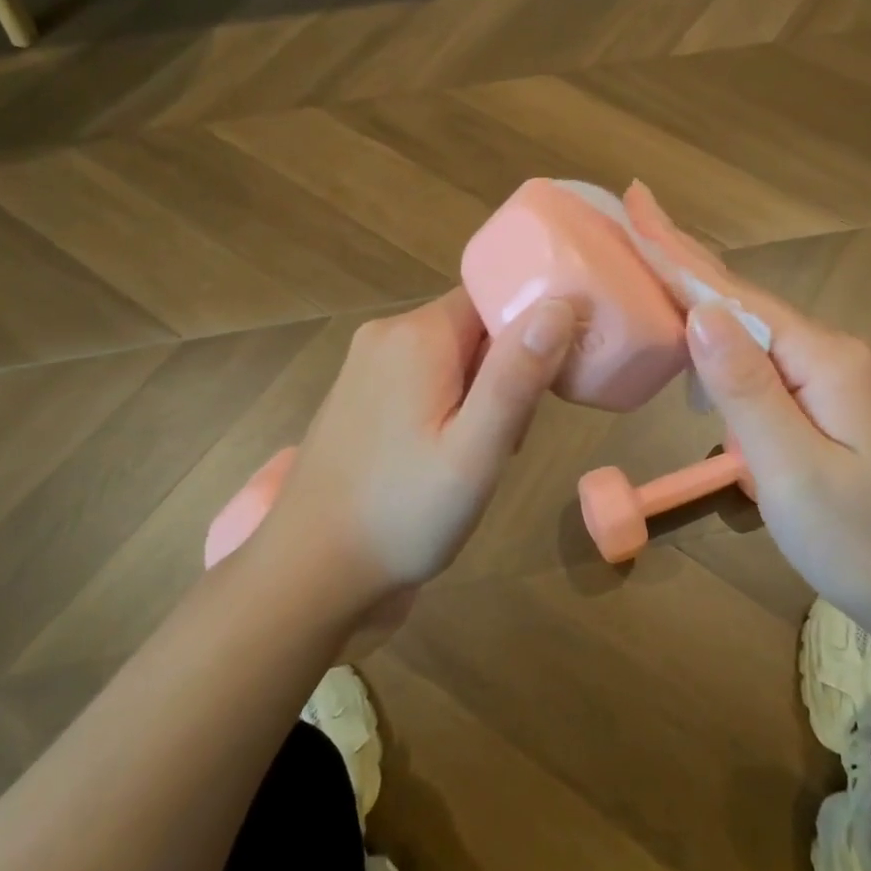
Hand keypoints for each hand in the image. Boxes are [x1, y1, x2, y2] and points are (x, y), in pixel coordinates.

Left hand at [252, 288, 576, 602]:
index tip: (548, 380)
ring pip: (451, 355)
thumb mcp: (476, 452)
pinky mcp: (359, 395)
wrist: (311, 573)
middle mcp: (386, 335)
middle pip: (473, 326)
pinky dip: (448, 405)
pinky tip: (444, 455)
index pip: (493, 296)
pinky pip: (422, 377)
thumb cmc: (403, 513)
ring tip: (479, 455)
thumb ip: (517, 376)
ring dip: (479, 393)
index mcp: (417, 335)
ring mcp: (365, 365)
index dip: (529, 330)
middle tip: (508, 436)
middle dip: (505, 371)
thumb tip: (560, 303)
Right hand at [624, 184, 870, 625]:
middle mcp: (828, 352)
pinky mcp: (823, 401)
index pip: (734, 298)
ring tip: (652, 263)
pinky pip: (760, 359)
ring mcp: (829, 376)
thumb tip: (701, 311)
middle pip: (742, 301)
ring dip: (699, 295)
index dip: (679, 255)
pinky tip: (697, 337)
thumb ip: (746, 388)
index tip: (637, 206)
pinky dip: (719, 339)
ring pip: (750, 328)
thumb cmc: (860, 540)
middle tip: (635, 218)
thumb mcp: (793, 468)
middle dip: (685, 260)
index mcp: (822, 358)